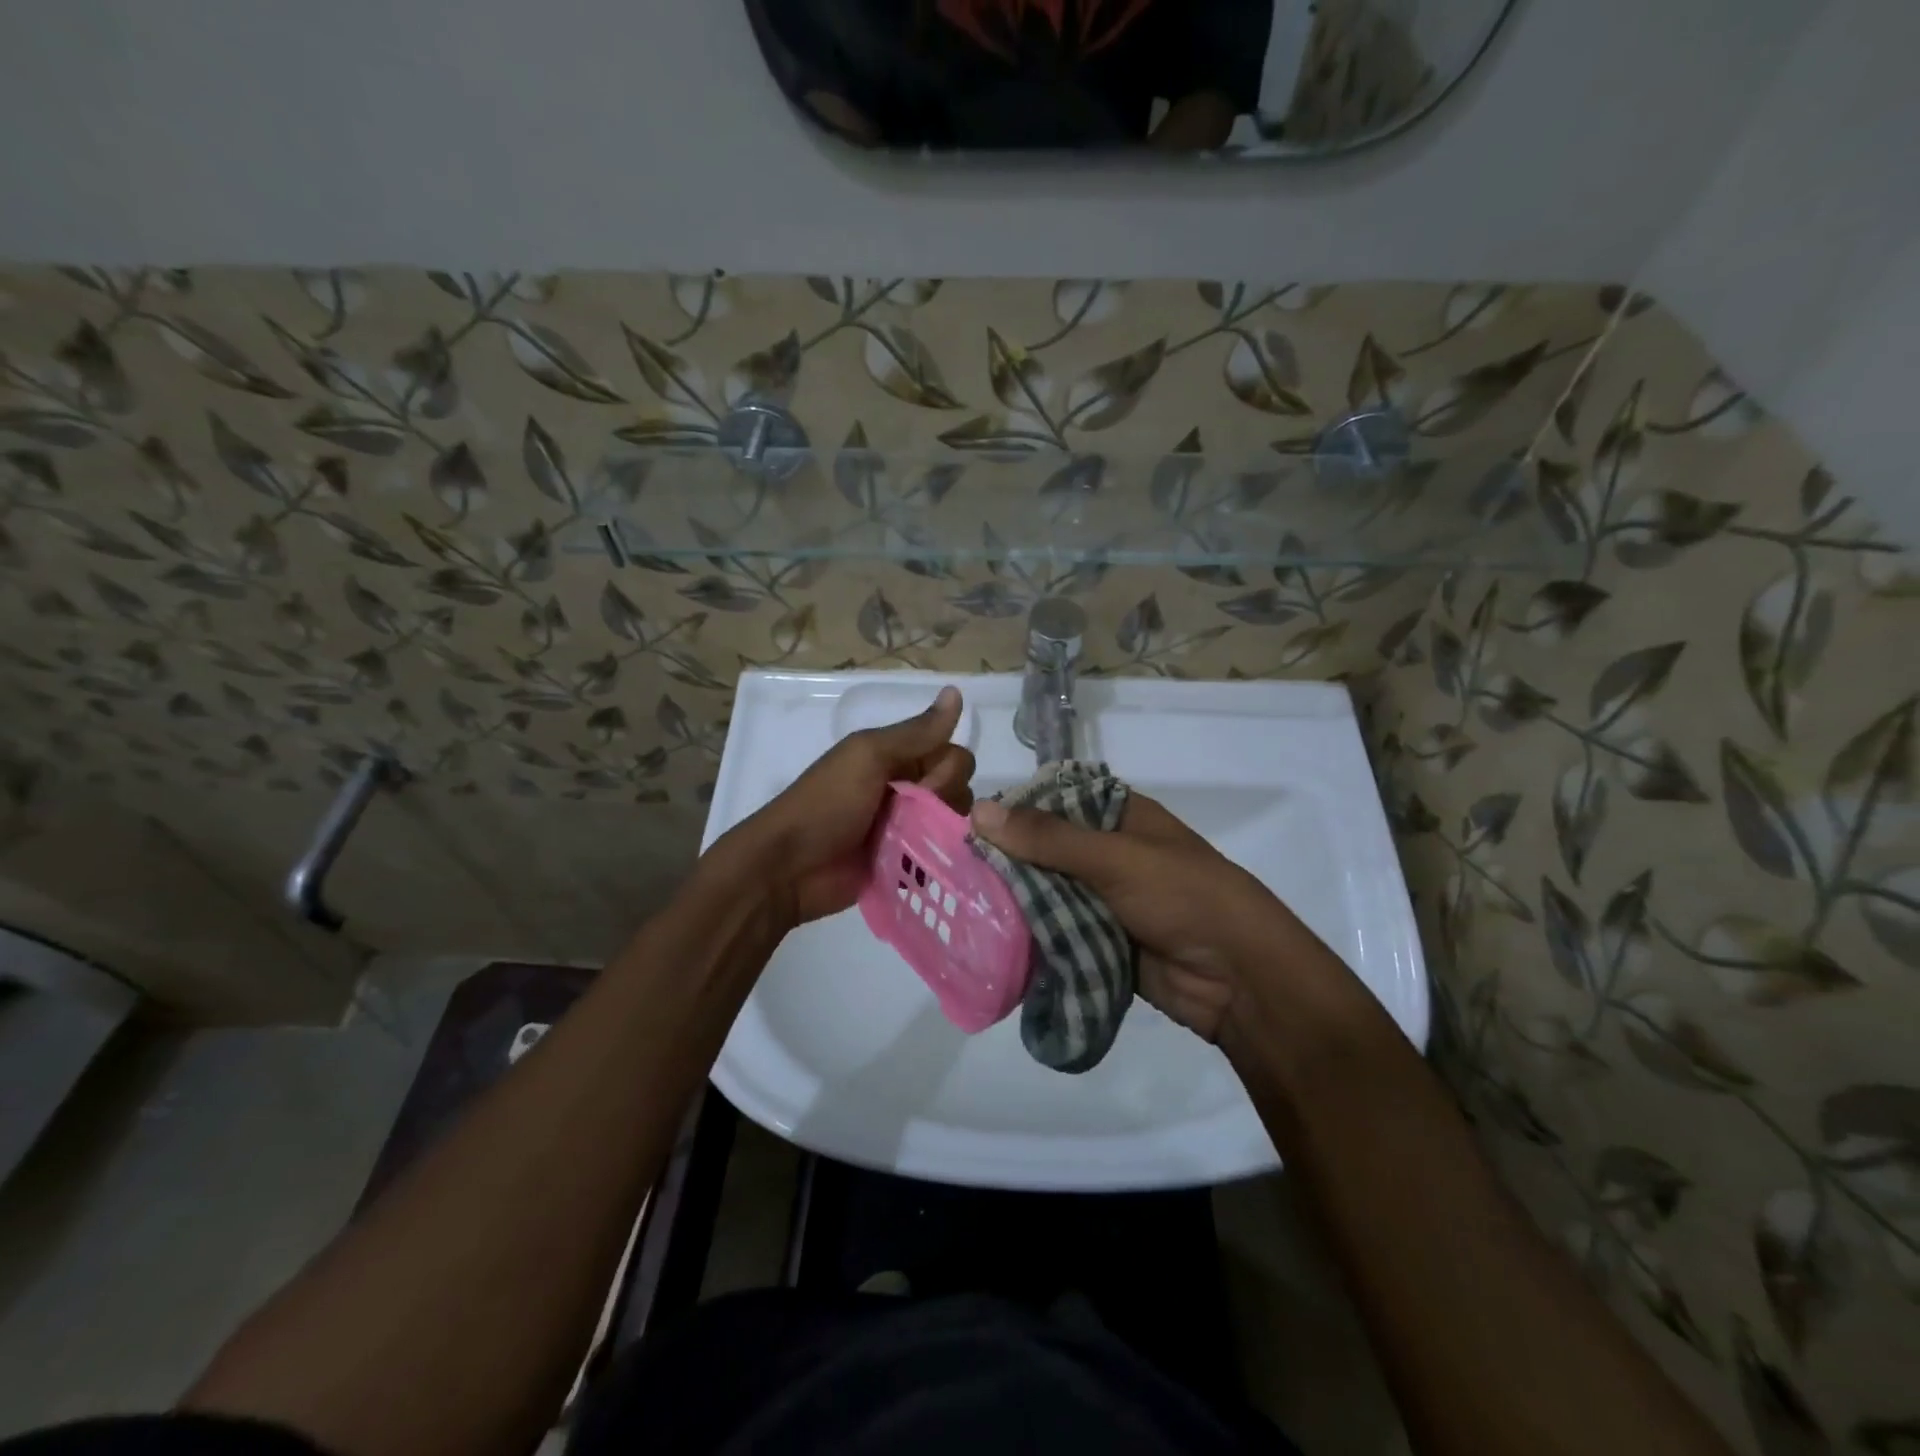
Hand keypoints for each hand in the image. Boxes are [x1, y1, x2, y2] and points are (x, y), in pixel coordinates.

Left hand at [727, 686, 972, 927]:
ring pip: (953, 823)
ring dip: (945, 831)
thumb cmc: (827, 803)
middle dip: (947, 801)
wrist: (789, 868)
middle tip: (914, 815)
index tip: (925, 783)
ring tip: (918, 843)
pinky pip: (941, 856)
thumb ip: (915, 732)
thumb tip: (956, 691)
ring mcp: (906, 830)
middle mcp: (906, 789)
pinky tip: (933, 865)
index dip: (948, 768)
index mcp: (896, 758)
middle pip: (959, 789)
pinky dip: (942, 858)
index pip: (952, 753)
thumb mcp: (868, 756)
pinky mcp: (905, 865)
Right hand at [969, 792, 1303, 1042]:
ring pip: (1048, 892)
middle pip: (1046, 849)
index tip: (965, 824)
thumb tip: (978, 811)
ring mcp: (1105, 898)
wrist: (1240, 978)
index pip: (1054, 801)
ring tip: (961, 904)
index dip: (1013, 810)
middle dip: (1007, 861)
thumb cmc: (1183, 896)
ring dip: (1016, 900)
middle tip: (953, 870)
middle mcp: (1109, 852)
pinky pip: (1057, 930)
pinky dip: (1032, 935)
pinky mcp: (1101, 940)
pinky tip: (990, 938)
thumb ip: (1047, 838)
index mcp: (1119, 816)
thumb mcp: (1115, 858)